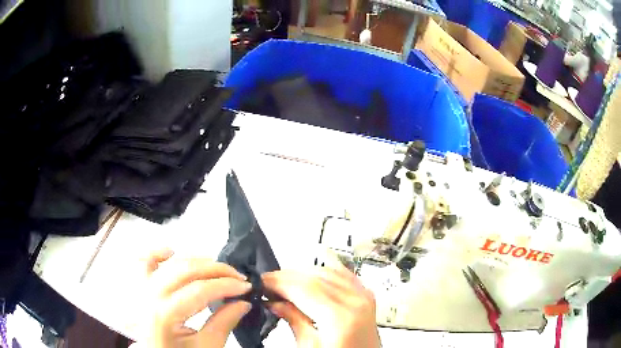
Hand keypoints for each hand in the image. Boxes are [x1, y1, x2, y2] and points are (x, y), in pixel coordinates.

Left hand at [132, 249, 251, 347]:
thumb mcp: (207, 347)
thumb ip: (224, 323)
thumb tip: (243, 303)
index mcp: (165, 314)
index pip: (200, 290)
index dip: (227, 285)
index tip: (246, 286)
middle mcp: (150, 296)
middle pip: (186, 270)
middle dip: (216, 269)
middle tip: (238, 276)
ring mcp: (142, 289)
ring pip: (170, 263)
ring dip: (196, 260)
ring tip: (216, 268)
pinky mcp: (139, 287)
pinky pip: (144, 262)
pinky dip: (157, 253)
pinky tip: (171, 252)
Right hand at [262, 266, 380, 347]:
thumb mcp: (310, 347)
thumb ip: (294, 321)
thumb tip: (274, 302)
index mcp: (340, 318)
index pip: (304, 288)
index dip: (279, 282)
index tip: (262, 281)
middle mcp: (356, 301)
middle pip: (316, 277)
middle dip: (288, 275)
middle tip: (268, 280)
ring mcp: (364, 296)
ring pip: (329, 271)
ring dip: (303, 272)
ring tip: (284, 280)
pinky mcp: (367, 295)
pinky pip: (344, 274)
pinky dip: (324, 271)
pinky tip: (311, 274)